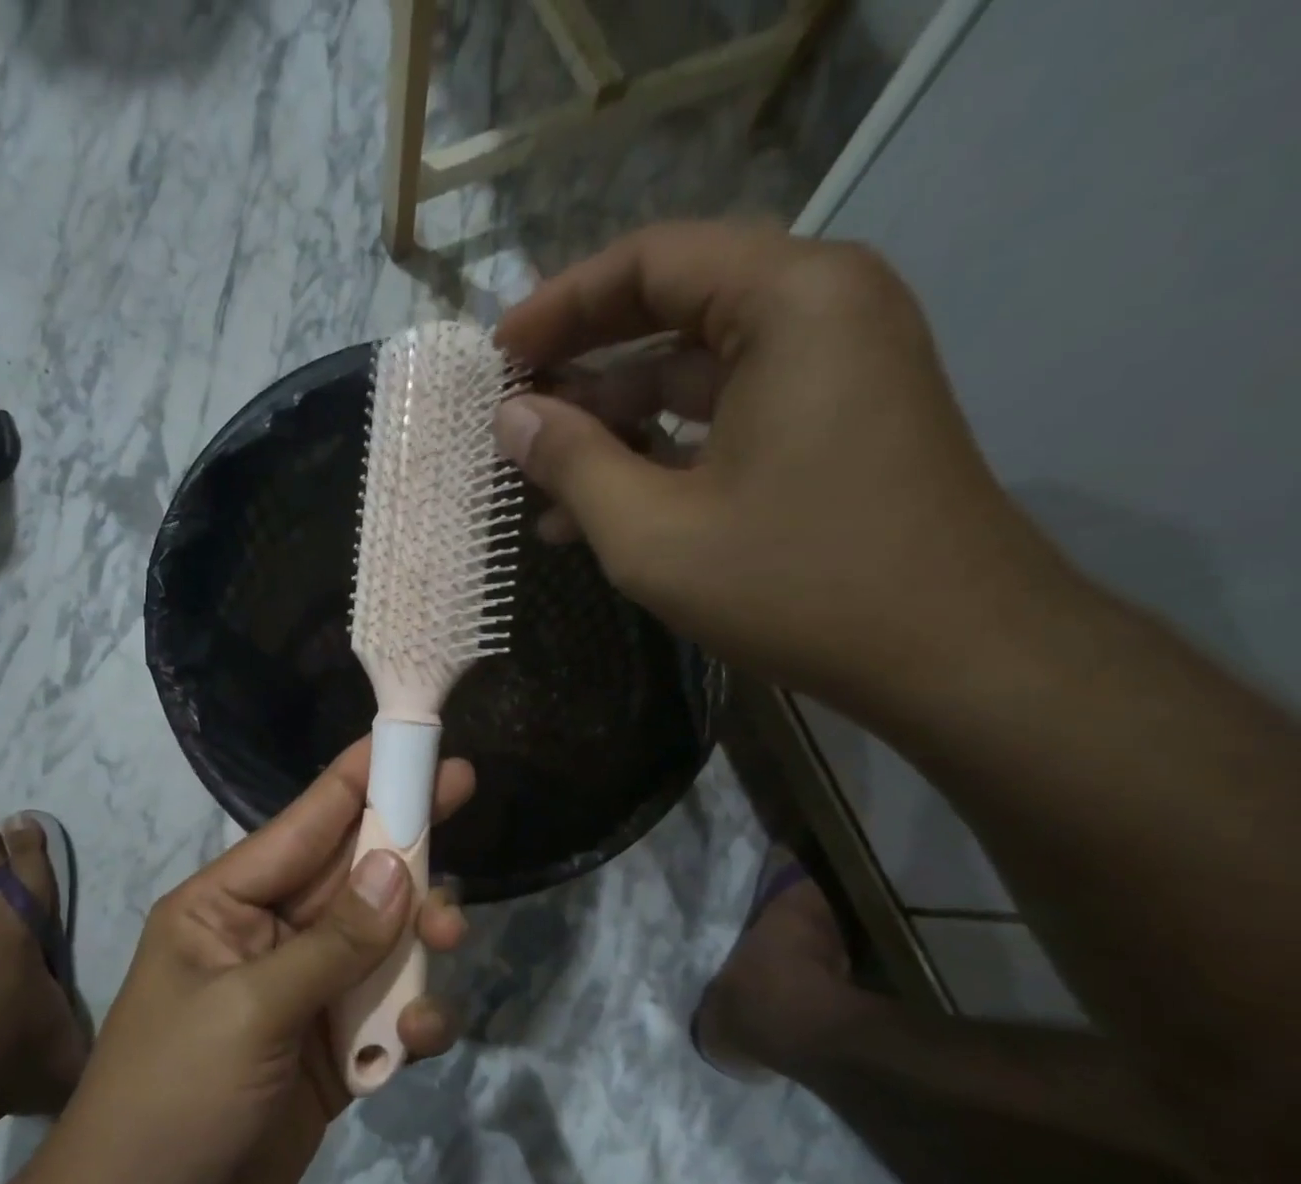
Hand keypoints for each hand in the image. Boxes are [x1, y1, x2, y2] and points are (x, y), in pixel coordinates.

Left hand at [34, 741, 470, 1183]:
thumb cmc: (173, 1099)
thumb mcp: (251, 1011)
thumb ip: (333, 943)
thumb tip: (398, 870)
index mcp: (225, 904)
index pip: (303, 824)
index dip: (359, 779)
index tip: (412, 743)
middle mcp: (266, 936)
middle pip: (351, 875)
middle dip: (405, 848)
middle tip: (464, 801)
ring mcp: (300, 994)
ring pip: (378, 941)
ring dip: (417, 939)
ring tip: (448, 942)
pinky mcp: (330, 1053)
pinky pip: (383, 1013)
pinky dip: (409, 1020)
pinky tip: (418, 1040)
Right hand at [493, 222, 1066, 711]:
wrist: (951, 655)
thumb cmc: (794, 583)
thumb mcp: (652, 531)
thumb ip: (571, 463)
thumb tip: (508, 418)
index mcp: (790, 301)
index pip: (651, 260)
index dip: (560, 304)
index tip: (498, 354)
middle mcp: (822, 311)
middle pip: (674, 307)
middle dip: (582, 361)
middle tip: (511, 405)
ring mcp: (833, 371)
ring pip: (695, 371)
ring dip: (613, 420)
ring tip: (538, 472)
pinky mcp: (831, 426)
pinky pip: (726, 416)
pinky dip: (660, 451)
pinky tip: (596, 508)